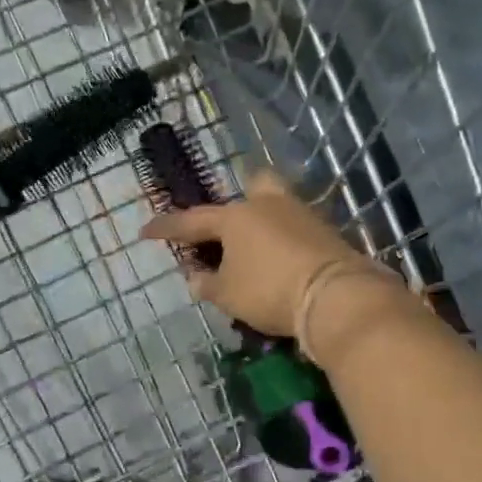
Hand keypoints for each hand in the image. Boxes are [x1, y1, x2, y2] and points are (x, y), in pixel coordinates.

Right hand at [140, 169, 389, 338]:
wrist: (335, 295)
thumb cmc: (269, 290)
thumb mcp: (228, 295)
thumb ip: (207, 284)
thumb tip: (196, 277)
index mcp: (235, 217)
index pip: (192, 221)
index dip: (166, 228)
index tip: (145, 231)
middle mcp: (267, 205)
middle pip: (252, 186)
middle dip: (239, 203)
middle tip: (230, 230)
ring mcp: (301, 214)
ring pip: (277, 206)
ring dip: (264, 225)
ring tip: (256, 255)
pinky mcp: (326, 232)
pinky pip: (296, 228)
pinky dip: (285, 242)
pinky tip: (282, 262)